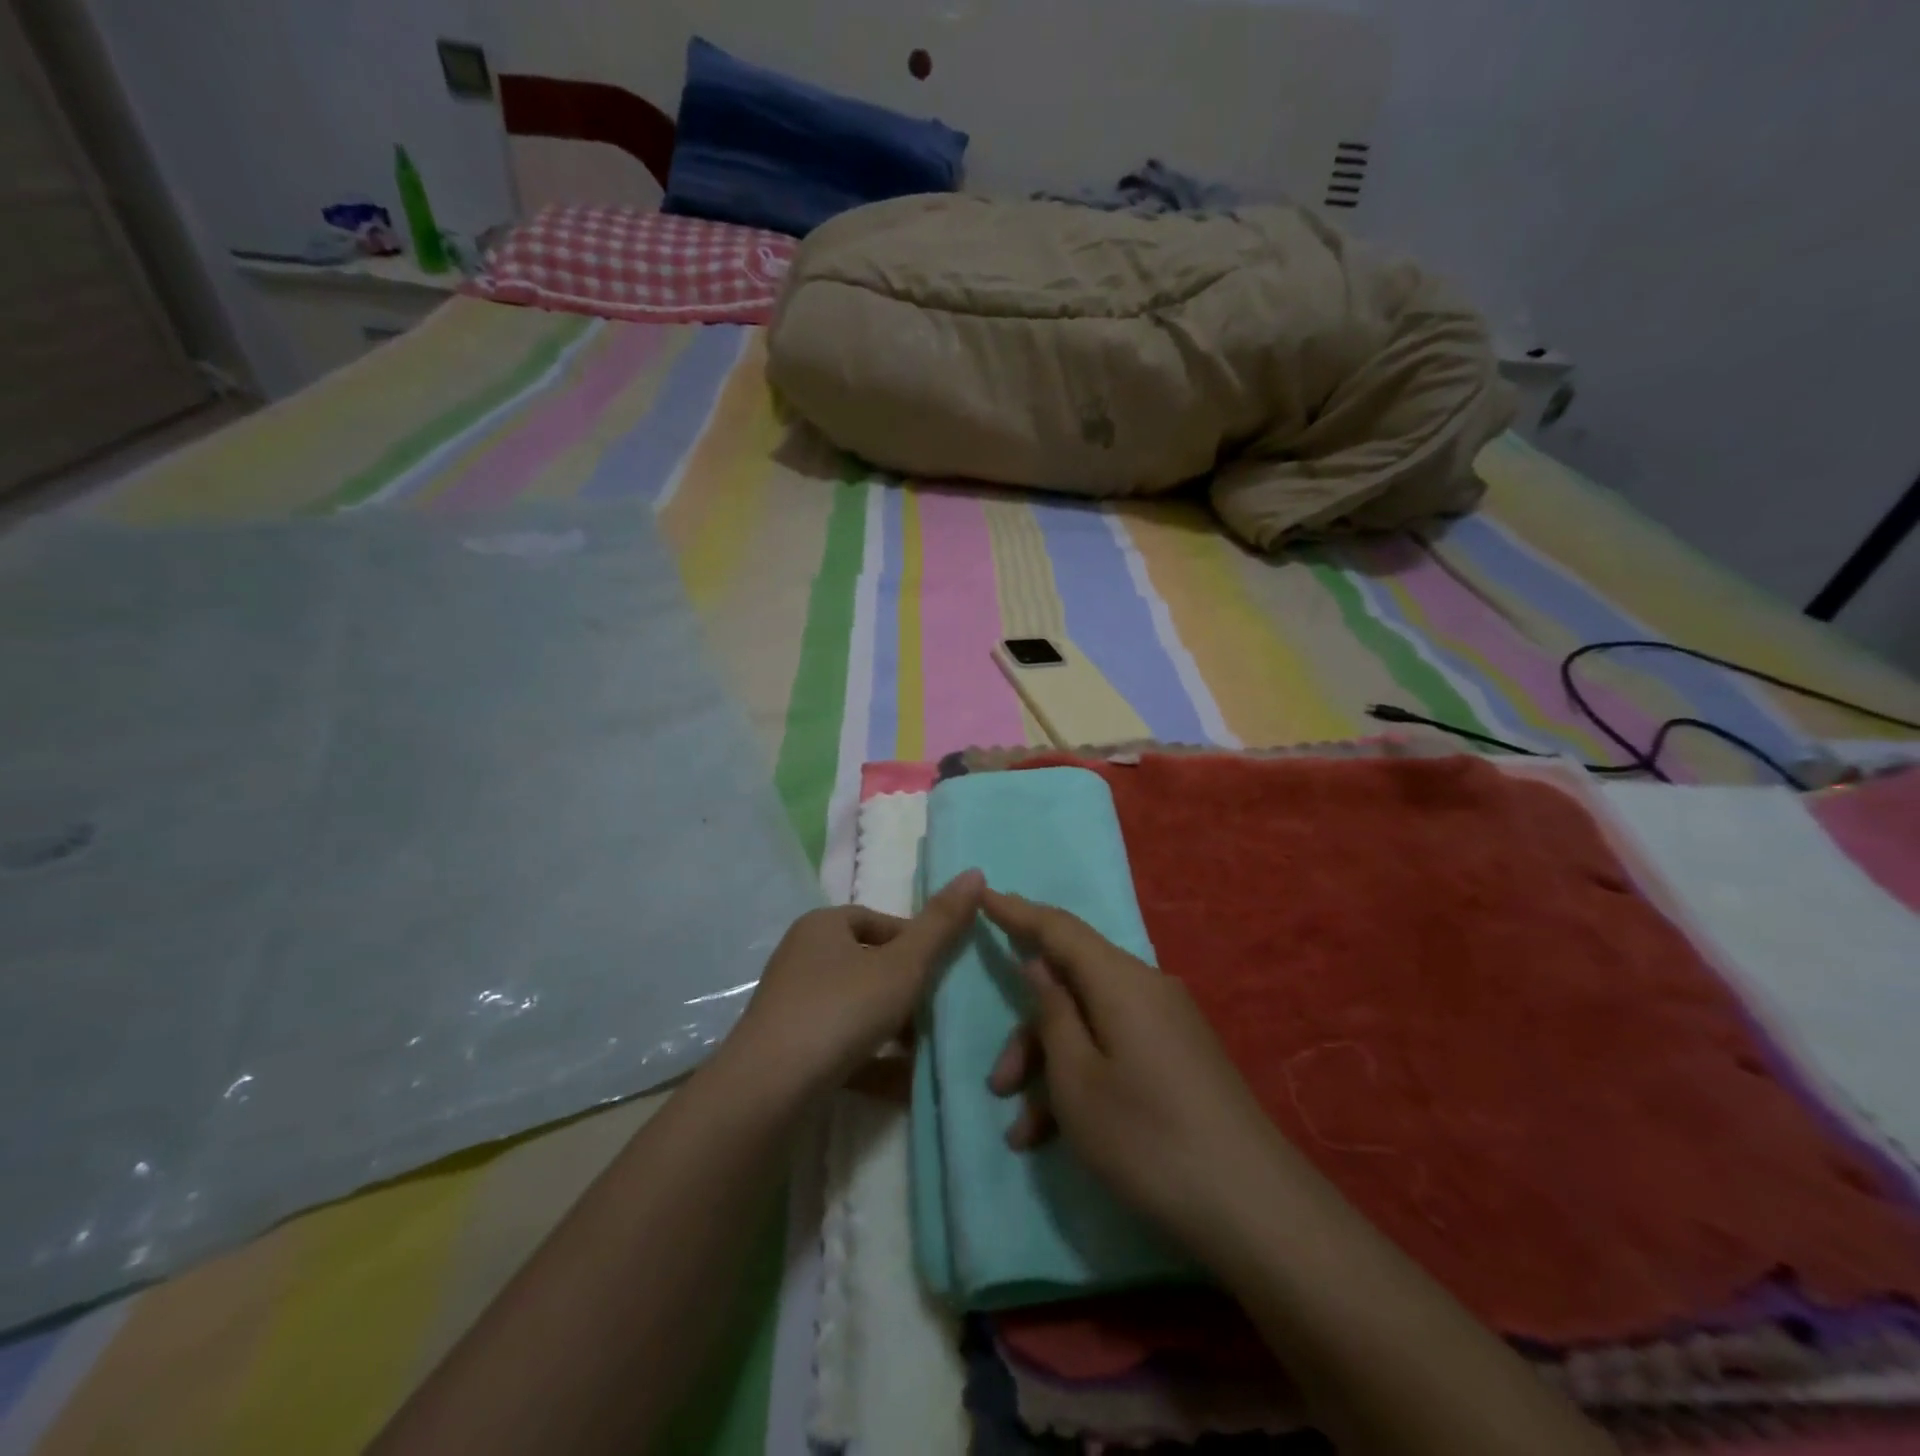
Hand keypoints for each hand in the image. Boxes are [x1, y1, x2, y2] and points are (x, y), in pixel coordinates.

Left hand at [725, 870, 984, 1096]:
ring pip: (857, 1008)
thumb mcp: (903, 965)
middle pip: (868, 966)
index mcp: (823, 926)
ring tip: (928, 1048)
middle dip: (907, 989)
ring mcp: (792, 1006)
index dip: (916, 942)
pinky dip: (873, 1059)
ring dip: (893, 1027)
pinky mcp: (788, 1050)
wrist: (769, 1090)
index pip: (879, 922)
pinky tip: (905, 1083)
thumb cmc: (841, 1010)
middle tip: (940, 1011)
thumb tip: (975, 873)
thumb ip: (941, 924)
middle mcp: (802, 958)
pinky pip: (841, 1046)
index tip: (944, 970)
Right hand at [983, 888, 1281, 1243]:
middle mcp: (1146, 989)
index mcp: (1121, 981)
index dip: (1017, 912)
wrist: (1254, 1209)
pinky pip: (1115, 1049)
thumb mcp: (1077, 1081)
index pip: (1059, 928)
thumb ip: (1053, 1013)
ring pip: (1090, 1025)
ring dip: (1051, 1069)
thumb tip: (1040, 963)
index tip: (982, 893)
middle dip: (1029, 1033)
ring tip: (1024, 1133)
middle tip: (998, 1085)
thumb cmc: (1147, 1137)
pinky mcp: (1178, 1058)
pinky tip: (1057, 1137)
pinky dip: (1083, 1080)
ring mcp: (1167, 1025)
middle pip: (1072, 986)